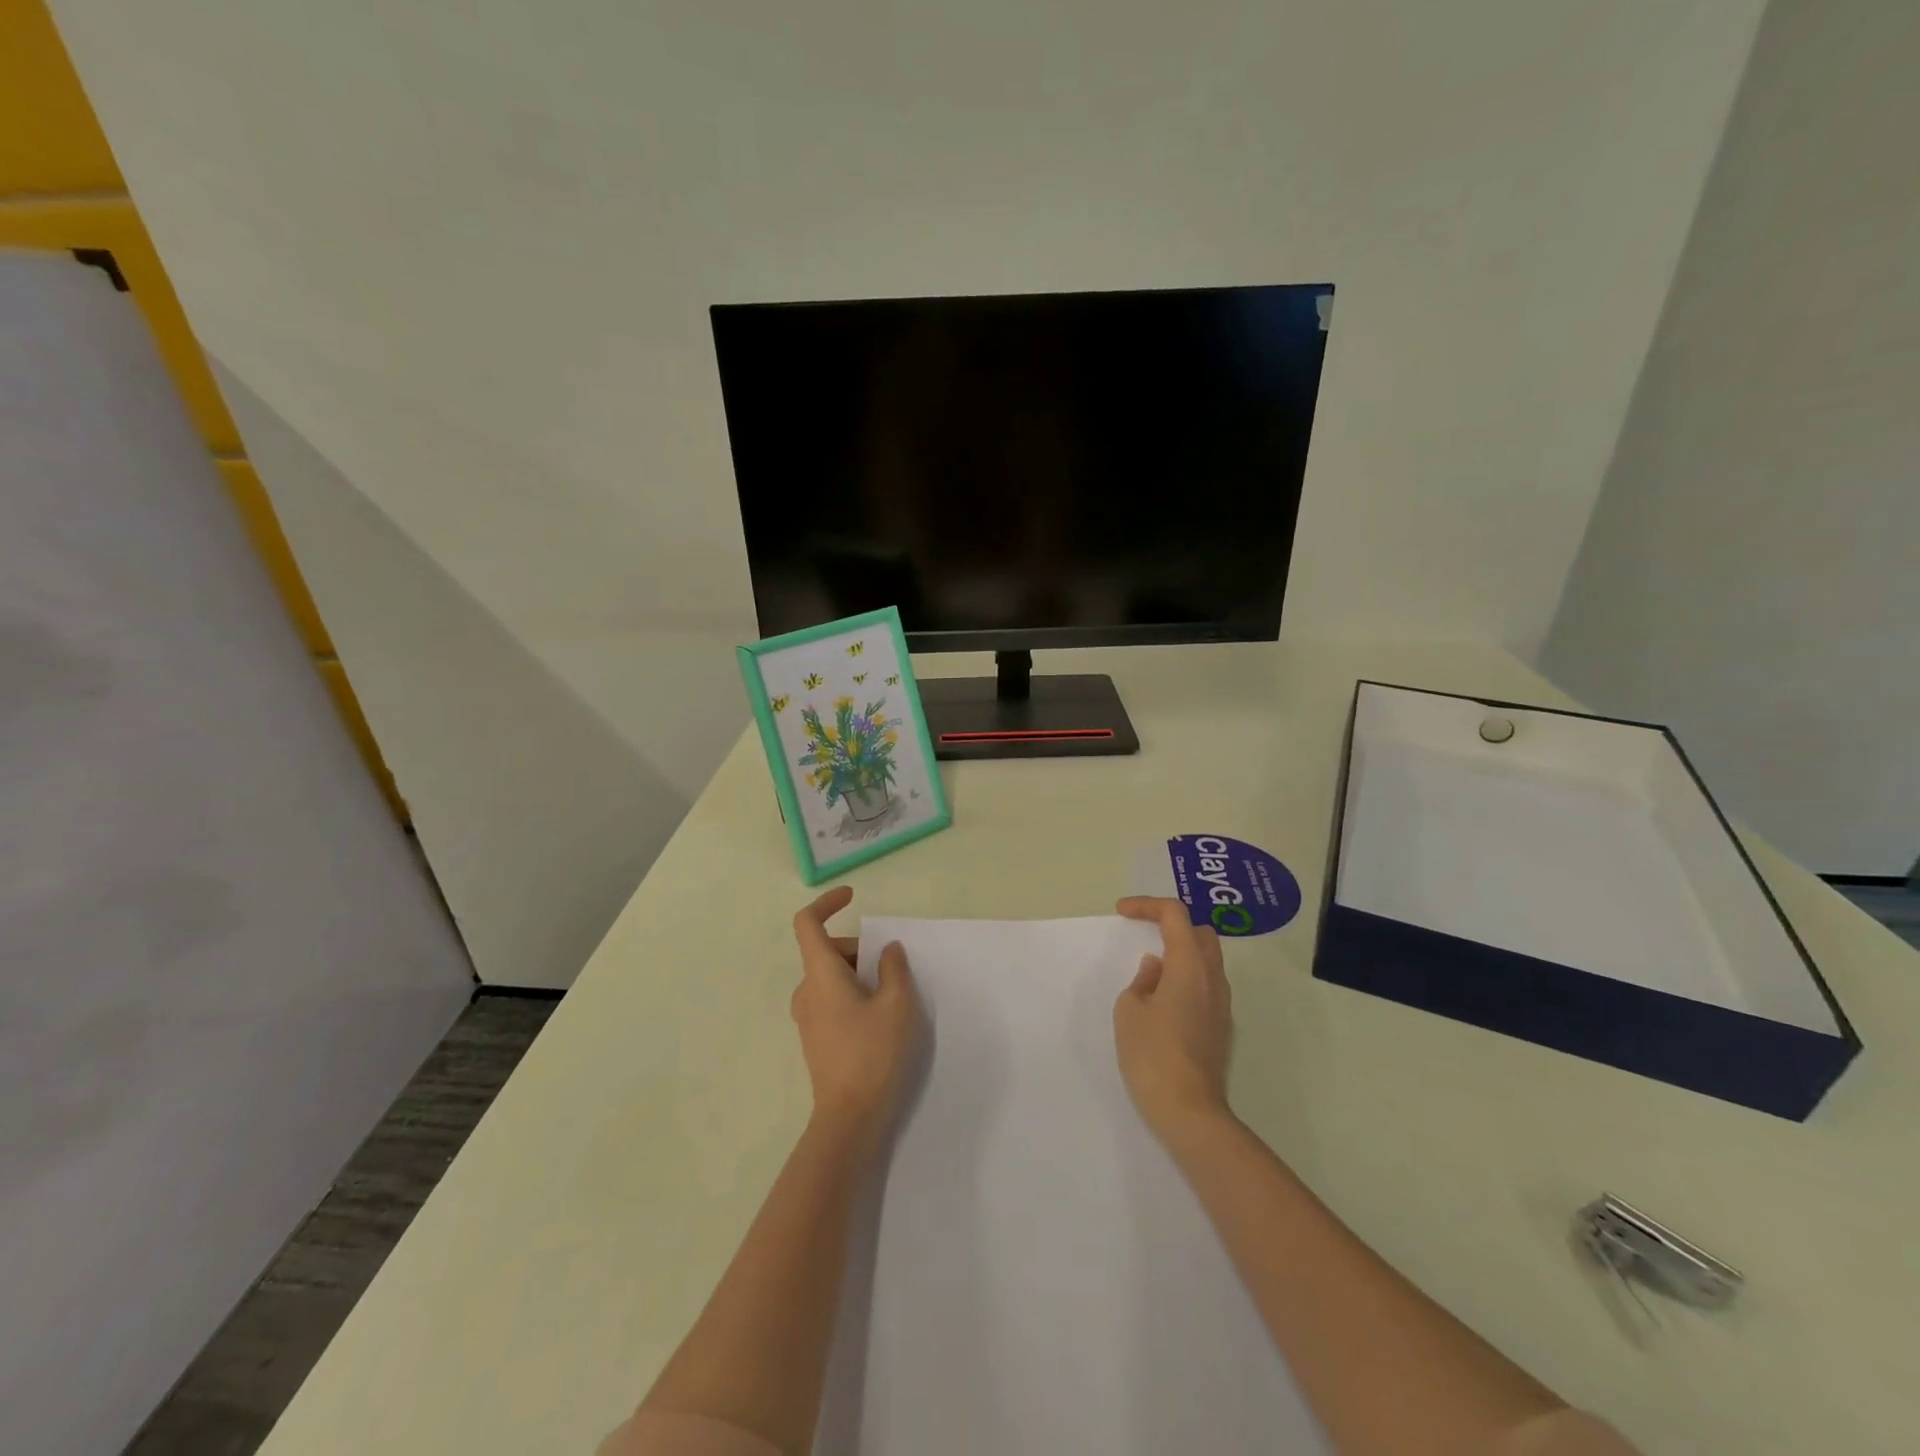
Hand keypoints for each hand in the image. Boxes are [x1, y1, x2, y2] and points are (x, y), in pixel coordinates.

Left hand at [790, 887, 920, 1150]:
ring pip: (830, 976)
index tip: (853, 897)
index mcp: (820, 974)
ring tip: (891, 996)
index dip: (827, 903)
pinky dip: (853, 993)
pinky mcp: (815, 1038)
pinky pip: (831, 999)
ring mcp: (807, 1017)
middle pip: (826, 950)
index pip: (807, 923)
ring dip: (858, 973)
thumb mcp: (898, 1004)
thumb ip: (894, 968)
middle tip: (892, 969)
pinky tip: (879, 1019)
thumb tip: (887, 949)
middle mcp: (806, 991)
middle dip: (858, 948)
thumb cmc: (873, 1054)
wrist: (849, 1119)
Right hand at [1113, 896, 1234, 1143]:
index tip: (1122, 912)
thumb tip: (1157, 968)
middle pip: (1200, 932)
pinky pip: (1206, 985)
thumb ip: (1143, 979)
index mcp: (1189, 965)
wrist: (1189, 1111)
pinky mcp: (1221, 1027)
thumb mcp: (1130, 1009)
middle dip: (1172, 924)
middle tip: (1144, 932)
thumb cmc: (1152, 1054)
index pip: (1175, 915)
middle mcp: (1212, 978)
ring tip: (1151, 967)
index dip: (1147, 905)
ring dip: (1181, 952)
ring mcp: (1222, 1004)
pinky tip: (1164, 997)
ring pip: (1207, 960)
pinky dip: (1186, 977)